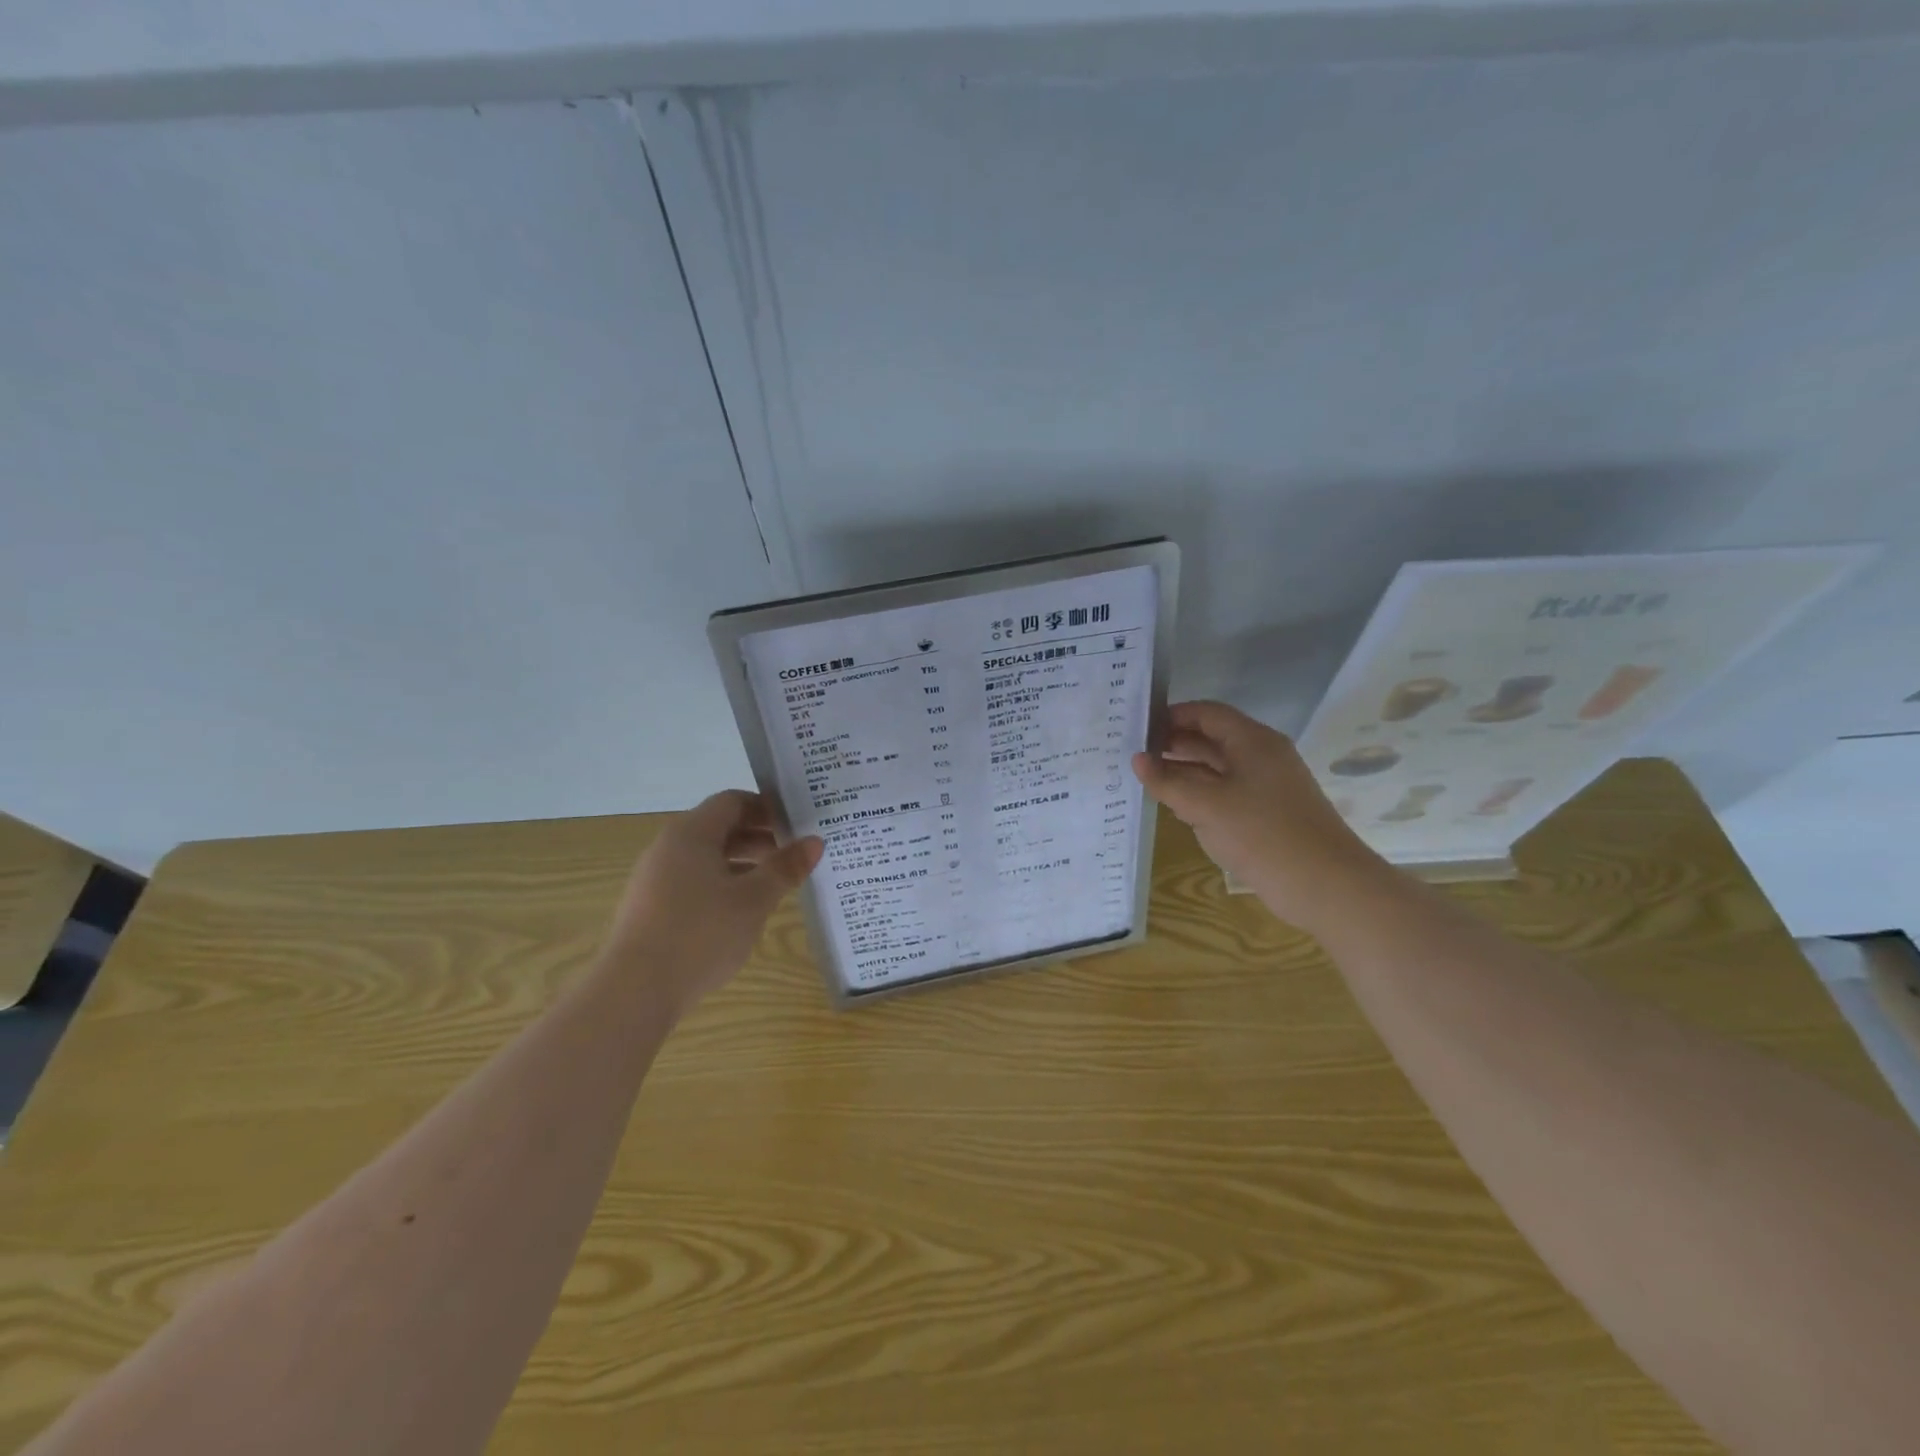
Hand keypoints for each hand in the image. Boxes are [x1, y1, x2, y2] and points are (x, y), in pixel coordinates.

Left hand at [604, 791, 822, 1015]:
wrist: (634, 992)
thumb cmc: (701, 934)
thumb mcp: (754, 900)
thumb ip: (785, 867)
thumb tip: (815, 842)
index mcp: (691, 833)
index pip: (732, 801)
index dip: (766, 807)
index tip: (797, 823)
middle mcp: (668, 847)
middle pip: (719, 828)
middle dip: (758, 837)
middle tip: (794, 854)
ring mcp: (654, 878)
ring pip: (706, 857)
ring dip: (742, 863)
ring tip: (775, 884)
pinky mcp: (650, 908)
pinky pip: (692, 881)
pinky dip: (721, 884)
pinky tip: (741, 911)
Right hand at [1133, 701, 1393, 934]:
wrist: (1326, 886)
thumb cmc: (1262, 834)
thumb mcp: (1205, 806)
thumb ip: (1167, 782)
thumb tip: (1137, 760)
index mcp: (1253, 741)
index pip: (1207, 713)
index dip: (1172, 716)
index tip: (1138, 728)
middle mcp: (1262, 756)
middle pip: (1212, 738)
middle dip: (1174, 744)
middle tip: (1135, 754)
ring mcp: (1268, 786)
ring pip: (1218, 768)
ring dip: (1184, 771)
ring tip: (1147, 780)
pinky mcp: (1269, 813)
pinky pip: (1228, 793)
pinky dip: (1201, 795)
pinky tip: (1176, 807)